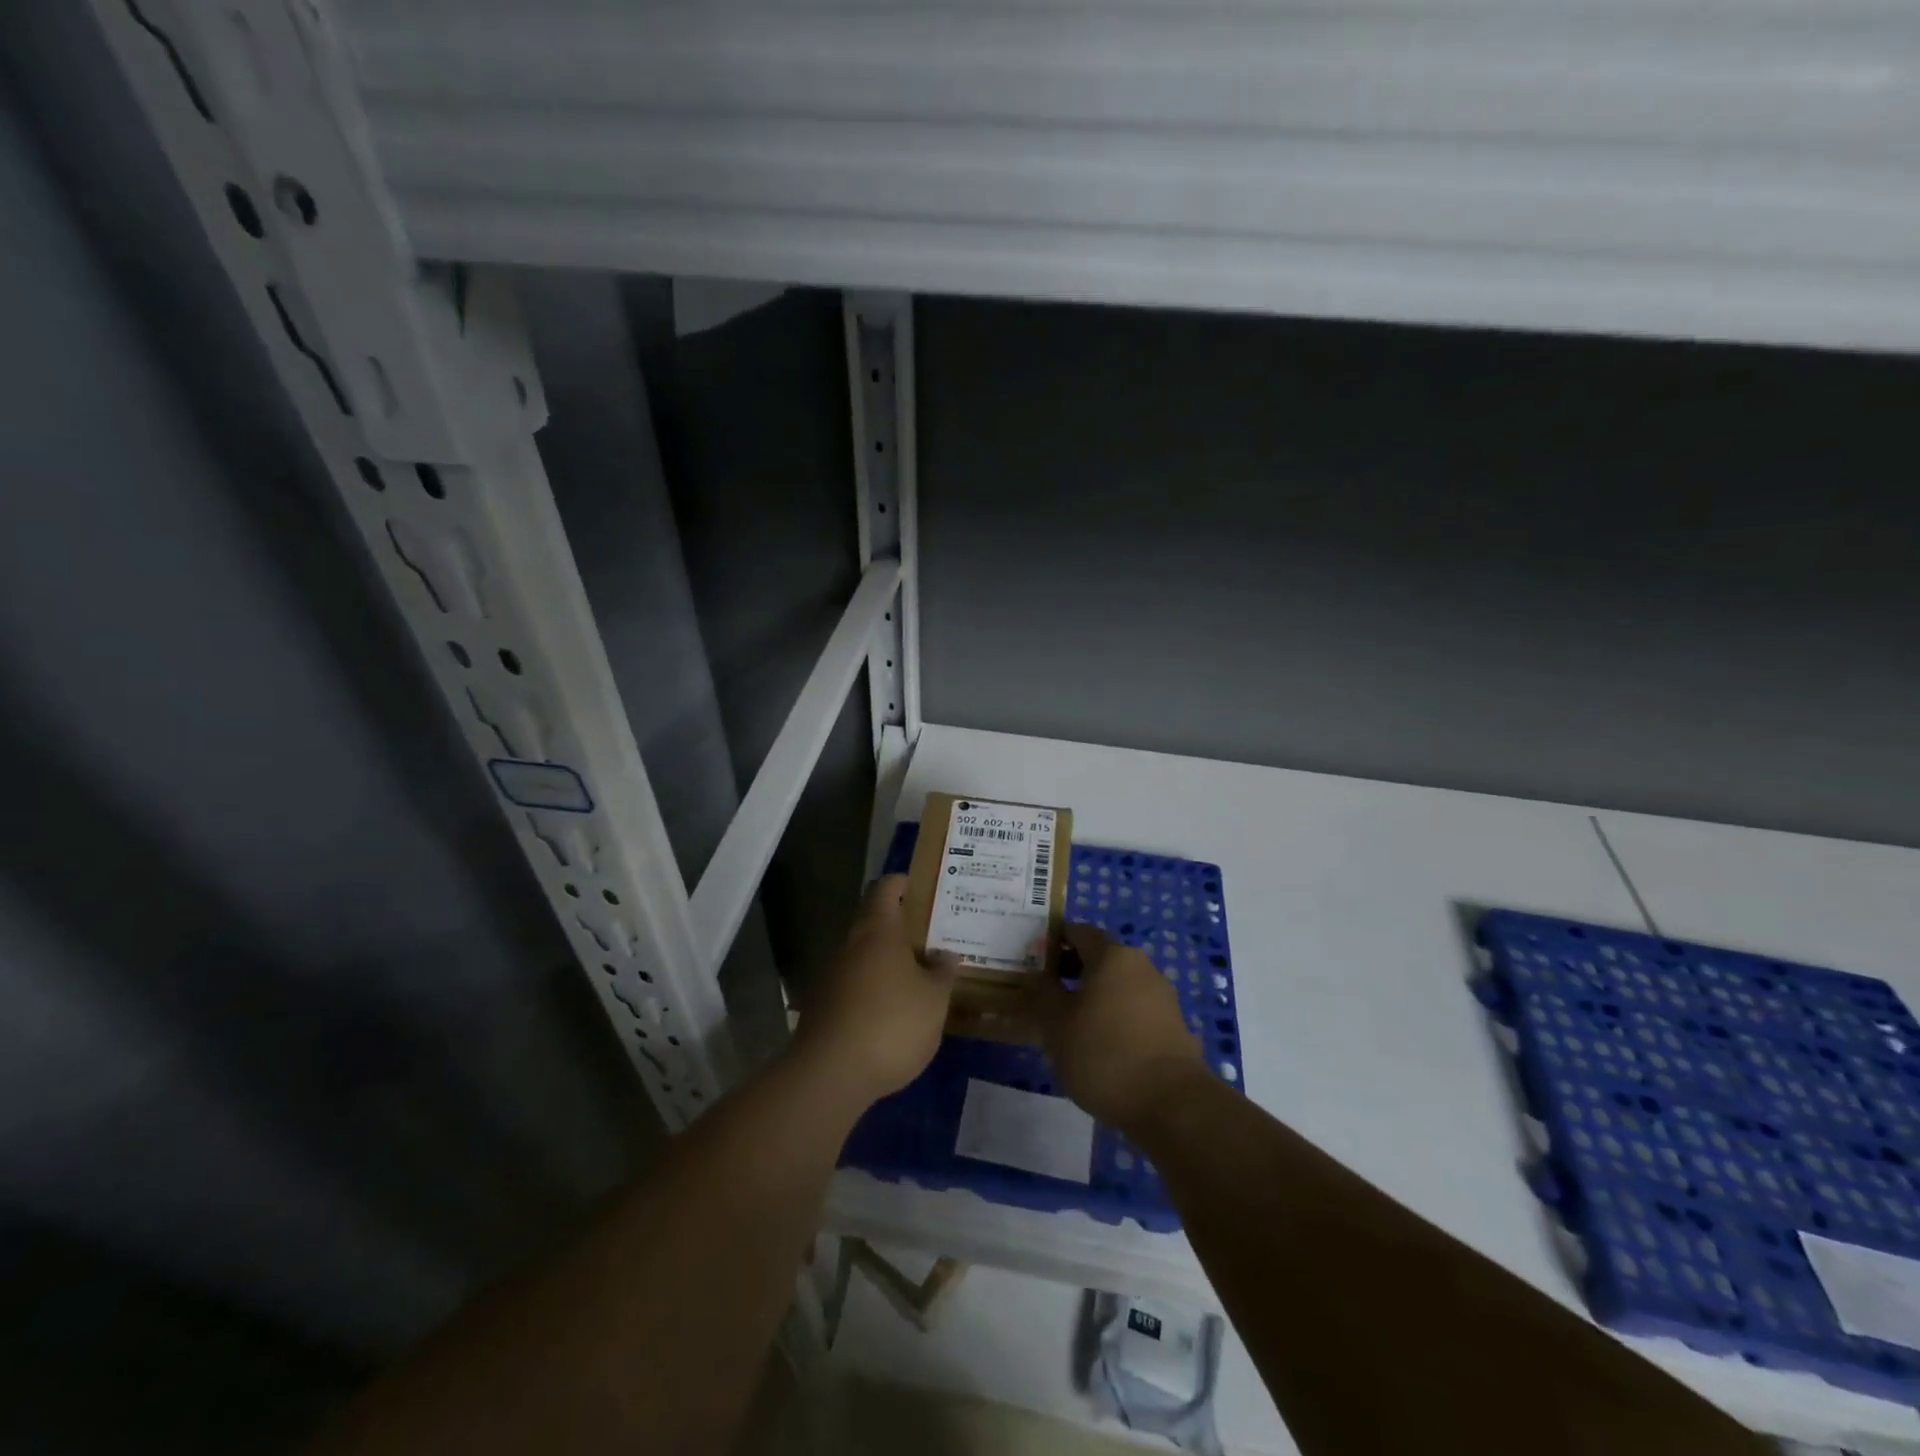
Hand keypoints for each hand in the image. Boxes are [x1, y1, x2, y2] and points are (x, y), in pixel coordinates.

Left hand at [792, 875, 958, 1106]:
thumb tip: (946, 955)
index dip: (901, 883)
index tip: (918, 885)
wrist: (830, 1074)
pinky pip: (853, 985)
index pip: (885, 889)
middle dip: (898, 926)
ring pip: (862, 955)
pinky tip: (891, 1009)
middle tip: (929, 935)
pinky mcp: (822, 1006)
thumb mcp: (934, 1000)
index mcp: (878, 931)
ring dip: (885, 960)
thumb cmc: (892, 1023)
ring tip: (916, 974)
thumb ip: (942, 974)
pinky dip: (872, 988)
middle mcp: (850, 945)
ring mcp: (831, 975)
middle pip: (872, 922)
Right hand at [1025, 923, 1205, 1131]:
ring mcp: (1162, 997)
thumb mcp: (1056, 1024)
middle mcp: (1141, 966)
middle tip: (1045, 995)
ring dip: (1093, 997)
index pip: (1078, 932)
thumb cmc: (1104, 1054)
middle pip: (1100, 958)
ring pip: (1118, 986)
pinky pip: (1134, 1011)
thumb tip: (1036, 975)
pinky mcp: (1173, 1027)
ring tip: (1069, 1025)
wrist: (1172, 1104)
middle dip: (1072, 971)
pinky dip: (1114, 1018)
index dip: (1054, 941)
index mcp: (1112, 956)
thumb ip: (1042, 993)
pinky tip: (1100, 1046)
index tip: (1033, 960)